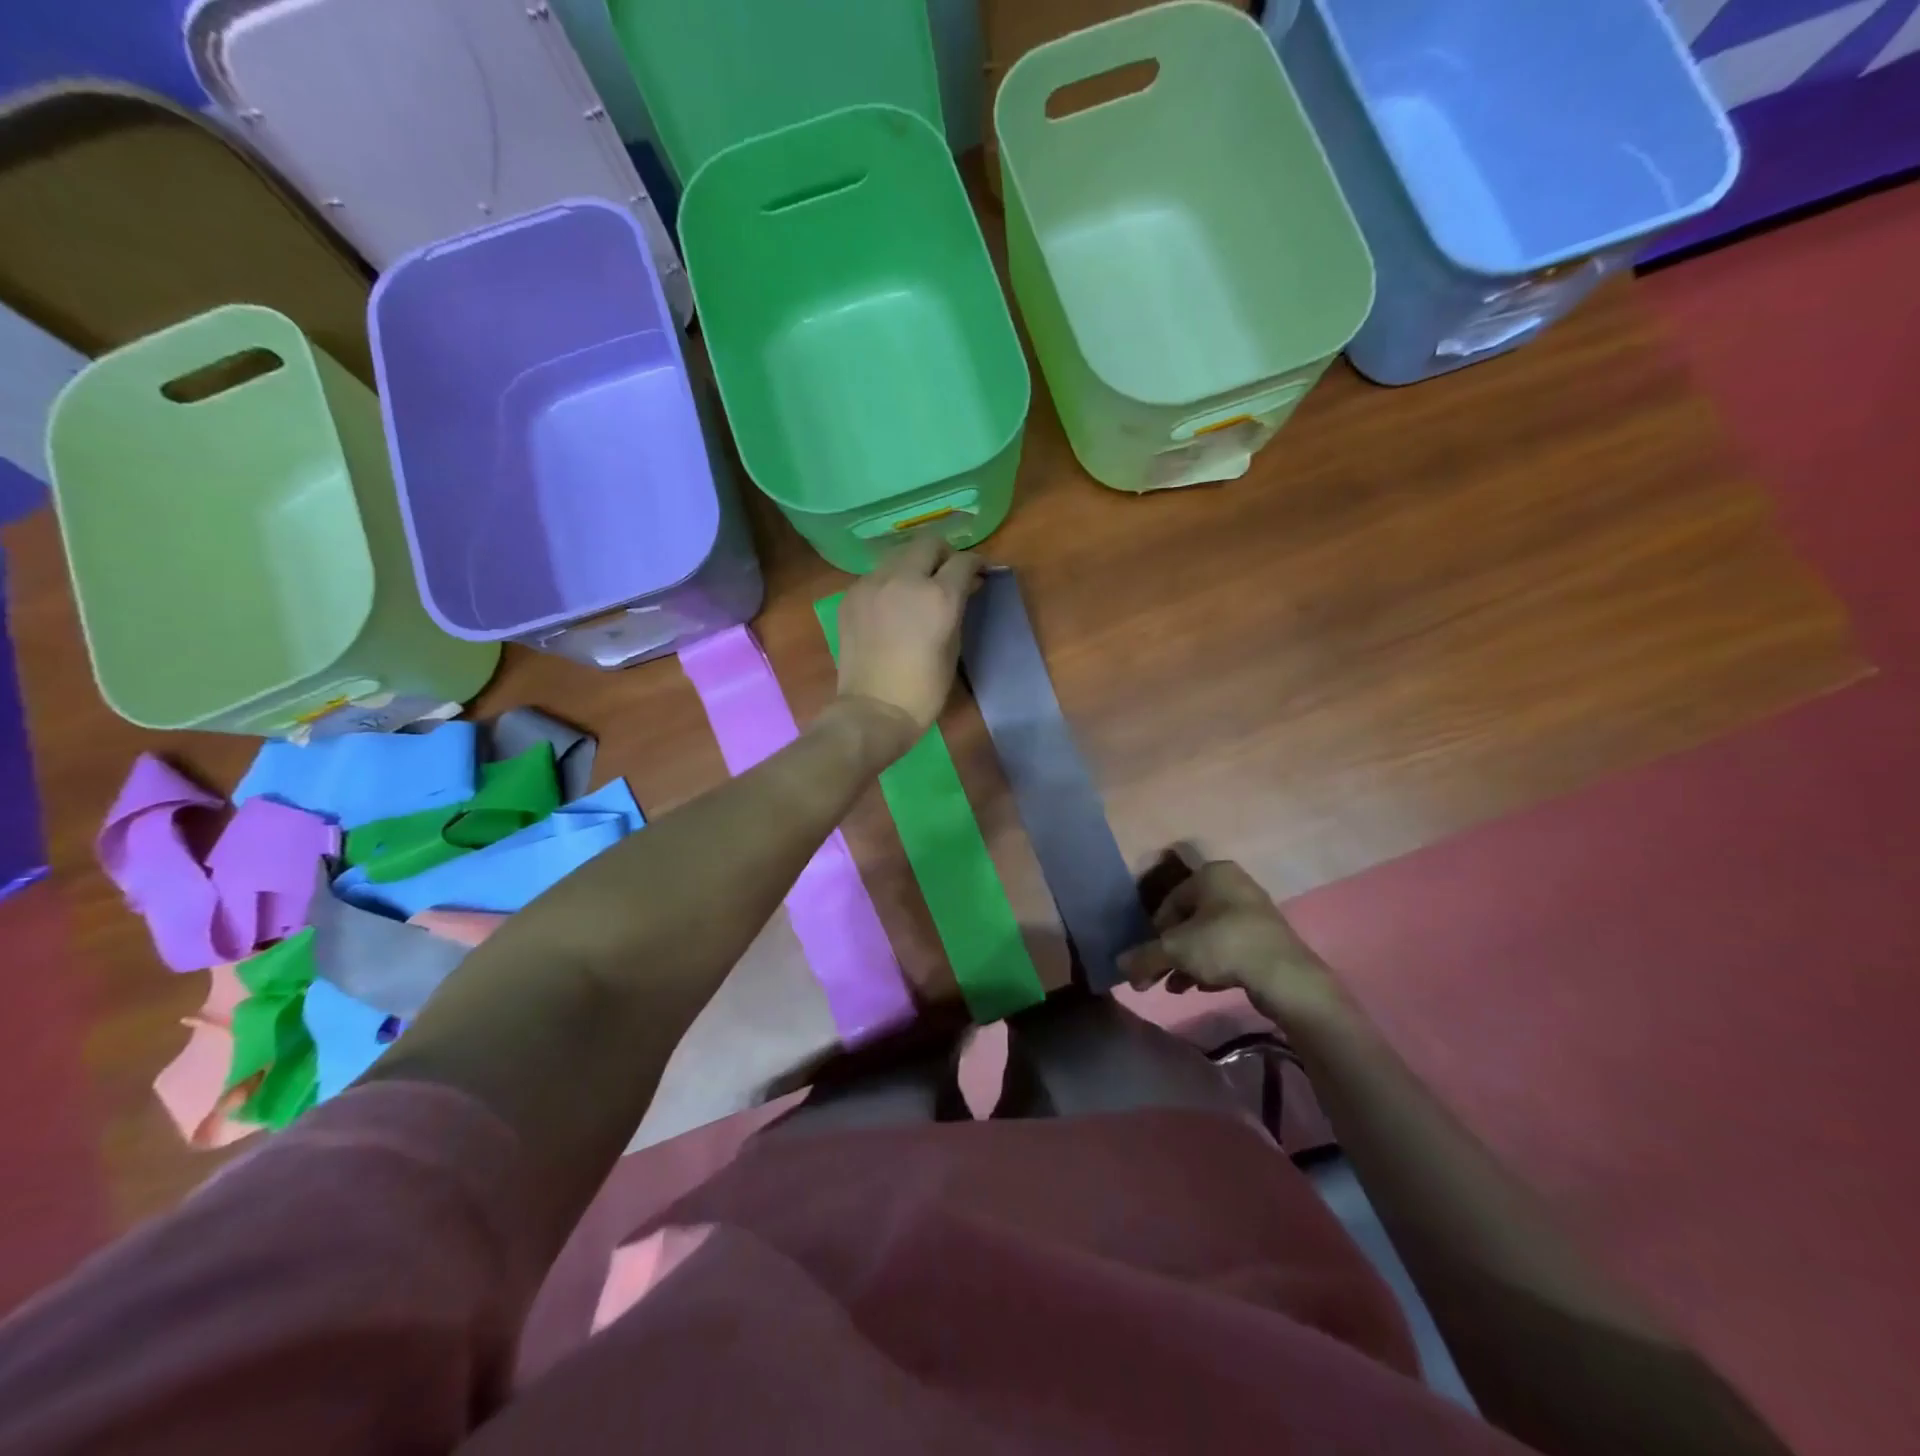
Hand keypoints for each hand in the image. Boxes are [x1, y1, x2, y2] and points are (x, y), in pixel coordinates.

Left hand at [834, 536, 983, 743]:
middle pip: (928, 543)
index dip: (976, 564)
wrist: (874, 710)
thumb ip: (958, 609)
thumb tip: (965, 587)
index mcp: (938, 596)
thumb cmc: (924, 689)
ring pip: (899, 554)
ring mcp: (873, 584)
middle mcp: (904, 580)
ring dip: (914, 564)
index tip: (979, 573)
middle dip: (943, 554)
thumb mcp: (953, 647)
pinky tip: (892, 604)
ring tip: (918, 586)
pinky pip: (876, 575)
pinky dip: (890, 581)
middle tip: (948, 573)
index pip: (963, 561)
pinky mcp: (851, 595)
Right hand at [1118, 856, 1345, 1026]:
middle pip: (1189, 921)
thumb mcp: (1175, 950)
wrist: (1285, 976)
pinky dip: (1213, 966)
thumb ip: (1144, 956)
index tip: (1148, 960)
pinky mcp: (1268, 938)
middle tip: (1157, 978)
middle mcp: (1233, 884)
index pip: (1169, 902)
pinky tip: (1203, 988)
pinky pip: (1230, 948)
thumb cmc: (1224, 945)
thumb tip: (1119, 965)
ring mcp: (1254, 911)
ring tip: (1176, 988)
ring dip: (1188, 962)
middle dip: (1170, 952)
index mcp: (1211, 873)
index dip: (1154, 934)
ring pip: (1208, 936)